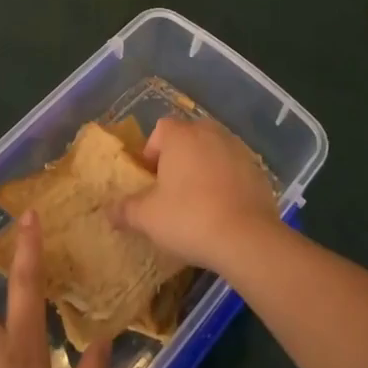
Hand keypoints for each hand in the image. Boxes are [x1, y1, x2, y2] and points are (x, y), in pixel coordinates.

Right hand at [114, 116, 279, 272]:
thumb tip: (109, 211)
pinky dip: (226, 180)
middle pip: (188, 136)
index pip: (161, 129)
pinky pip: (234, 168)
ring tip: (198, 200)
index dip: (152, 151)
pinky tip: (223, 208)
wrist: (247, 237)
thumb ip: (125, 210)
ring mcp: (238, 148)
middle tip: (172, 189)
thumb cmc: (189, 218)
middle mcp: (210, 132)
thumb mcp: (147, 218)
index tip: (150, 179)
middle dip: (179, 157)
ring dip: (204, 167)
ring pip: (213, 150)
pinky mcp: (258, 169)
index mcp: (181, 135)